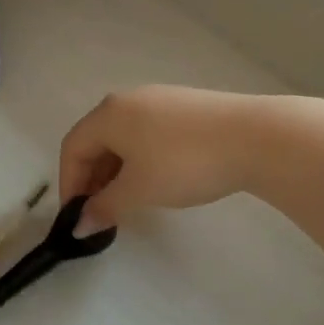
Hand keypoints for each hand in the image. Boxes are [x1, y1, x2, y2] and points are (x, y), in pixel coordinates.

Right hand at [59, 86, 259, 233]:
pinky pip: (147, 133)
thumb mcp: (139, 190)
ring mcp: (159, 100)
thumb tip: (79, 225)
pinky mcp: (185, 107)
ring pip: (123, 137)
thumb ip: (105, 207)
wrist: (254, 138)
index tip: (78, 216)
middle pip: (96, 140)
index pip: (73, 147)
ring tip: (129, 200)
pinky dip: (139, 158)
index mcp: (108, 114)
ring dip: (116, 170)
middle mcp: (127, 100)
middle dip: (92, 178)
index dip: (69, 184)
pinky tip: (157, 179)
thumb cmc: (184, 163)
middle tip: (102, 212)